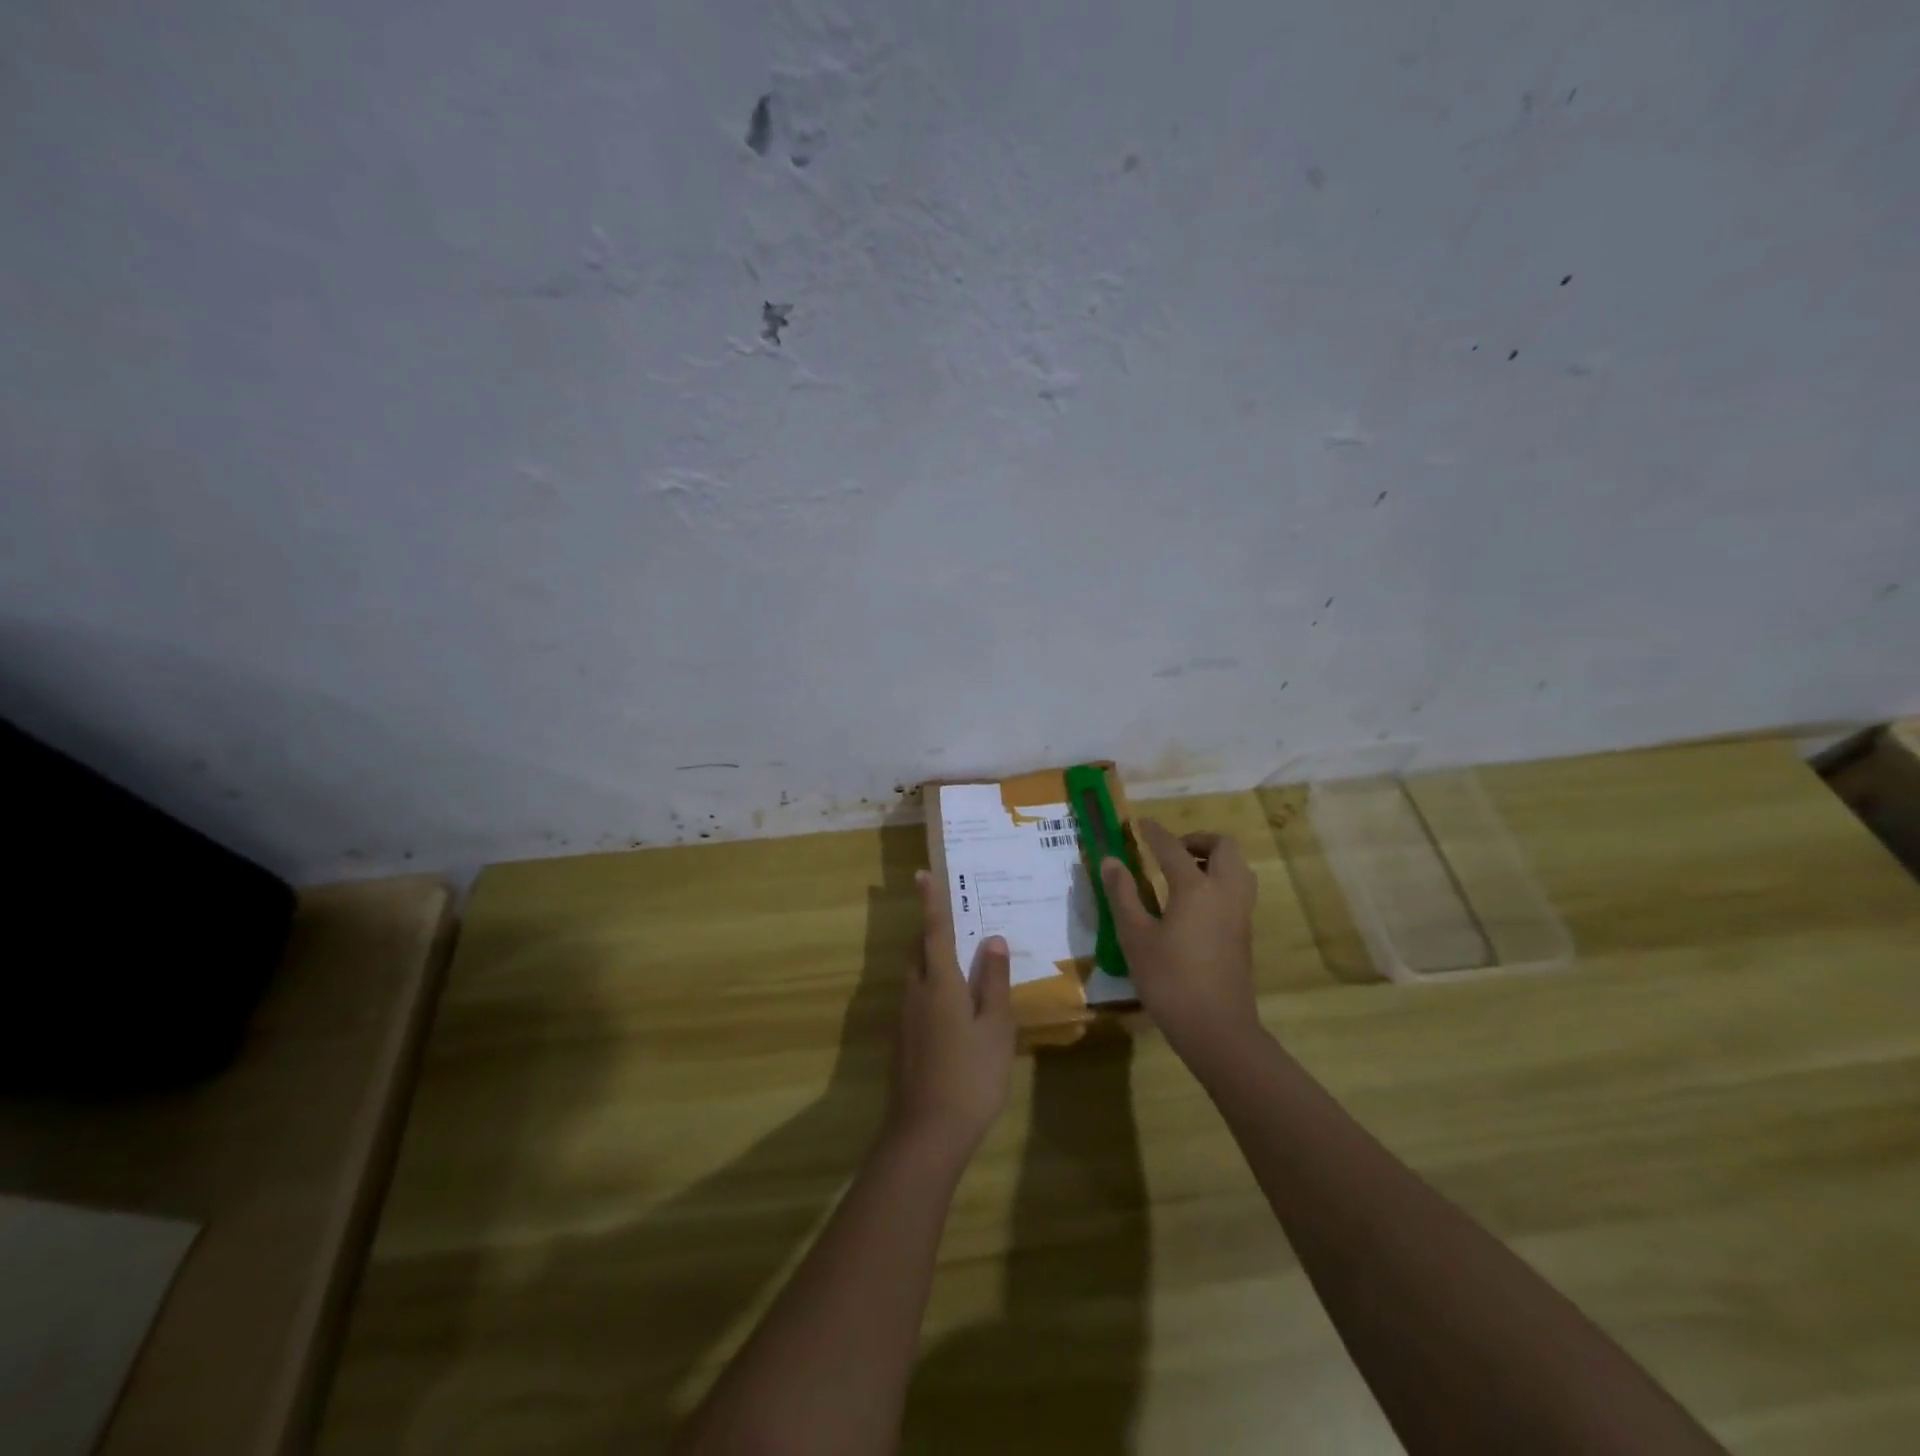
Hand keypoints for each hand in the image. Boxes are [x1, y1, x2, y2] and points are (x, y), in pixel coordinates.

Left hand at [888, 869, 1015, 1154]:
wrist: (927, 1132)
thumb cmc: (971, 1075)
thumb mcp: (995, 1027)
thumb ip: (992, 981)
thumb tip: (992, 939)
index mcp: (939, 983)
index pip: (934, 931)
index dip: (931, 902)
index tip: (921, 874)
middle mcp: (916, 992)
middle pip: (919, 950)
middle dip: (930, 930)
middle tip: (949, 916)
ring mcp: (905, 1018)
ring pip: (915, 974)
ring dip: (929, 958)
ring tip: (955, 956)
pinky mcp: (904, 1041)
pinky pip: (916, 997)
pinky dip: (931, 985)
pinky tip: (951, 1004)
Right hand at [1101, 820, 1260, 1058]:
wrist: (1217, 1029)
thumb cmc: (1170, 980)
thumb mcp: (1135, 937)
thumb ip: (1123, 895)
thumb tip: (1111, 861)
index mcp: (1196, 889)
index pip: (1173, 848)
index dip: (1154, 833)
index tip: (1140, 823)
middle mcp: (1225, 893)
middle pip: (1223, 848)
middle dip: (1197, 840)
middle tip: (1171, 850)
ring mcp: (1240, 914)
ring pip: (1237, 868)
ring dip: (1213, 860)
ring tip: (1182, 873)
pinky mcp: (1244, 934)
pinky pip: (1237, 890)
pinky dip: (1219, 881)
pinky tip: (1192, 903)